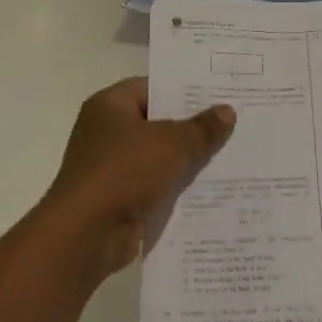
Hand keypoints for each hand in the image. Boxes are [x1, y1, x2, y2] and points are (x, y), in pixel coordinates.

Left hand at [44, 78, 235, 283]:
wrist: (87, 233)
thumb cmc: (125, 171)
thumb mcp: (172, 143)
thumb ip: (201, 128)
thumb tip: (227, 111)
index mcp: (110, 106)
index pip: (152, 88)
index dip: (184, 91)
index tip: (219, 95)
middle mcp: (106, 132)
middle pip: (157, 123)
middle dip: (192, 128)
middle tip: (234, 125)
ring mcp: (111, 167)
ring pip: (159, 157)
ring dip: (188, 161)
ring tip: (232, 157)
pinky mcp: (119, 198)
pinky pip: (155, 186)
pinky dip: (177, 188)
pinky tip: (211, 190)